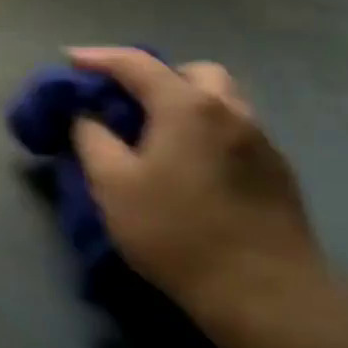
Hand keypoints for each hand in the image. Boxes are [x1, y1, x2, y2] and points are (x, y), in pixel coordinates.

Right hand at [68, 48, 330, 325]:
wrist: (262, 290)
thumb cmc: (175, 231)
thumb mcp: (113, 185)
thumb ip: (92, 140)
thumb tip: (86, 115)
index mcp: (187, 106)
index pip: (136, 64)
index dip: (99, 58)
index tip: (70, 58)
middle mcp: (230, 110)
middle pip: (192, 72)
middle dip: (156, 76)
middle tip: (128, 101)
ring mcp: (261, 139)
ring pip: (221, 100)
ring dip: (187, 102)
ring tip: (160, 133)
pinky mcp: (277, 170)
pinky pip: (235, 130)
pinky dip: (207, 130)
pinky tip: (193, 166)